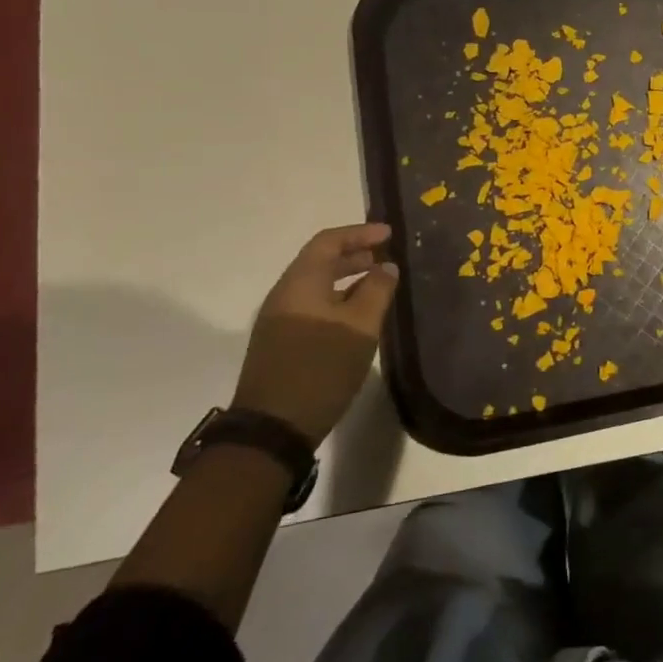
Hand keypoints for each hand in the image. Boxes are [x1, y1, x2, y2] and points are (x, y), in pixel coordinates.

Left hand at [231, 224, 398, 445]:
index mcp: (300, 283)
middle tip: (387, 257)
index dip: (360, 233)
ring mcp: (279, 320)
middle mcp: (285, 295)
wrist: (273, 427)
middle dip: (355, 255)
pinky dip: (338, 300)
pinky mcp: (281, 343)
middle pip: (320, 261)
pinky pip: (312, 306)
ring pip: (317, 286)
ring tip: (379, 284)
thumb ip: (377, 290)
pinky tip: (358, 316)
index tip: (389, 234)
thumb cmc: (321, 368)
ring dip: (348, 279)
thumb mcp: (360, 326)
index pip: (328, 241)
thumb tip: (386, 267)